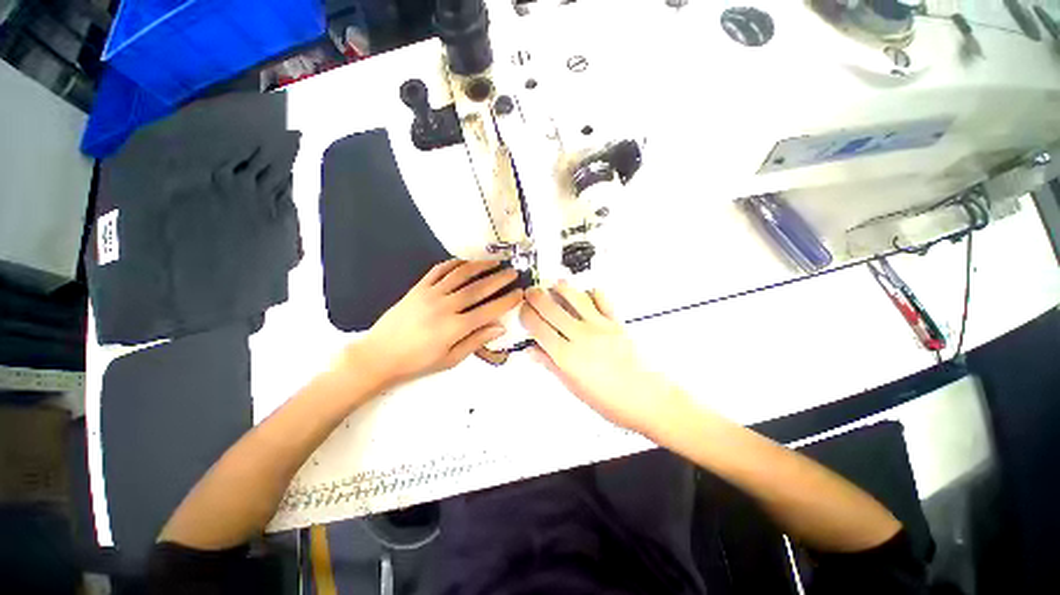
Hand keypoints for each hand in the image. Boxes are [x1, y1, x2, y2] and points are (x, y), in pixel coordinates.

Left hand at [352, 260, 523, 391]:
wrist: (378, 355)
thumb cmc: (417, 362)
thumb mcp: (450, 359)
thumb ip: (476, 341)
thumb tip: (499, 328)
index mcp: (455, 327)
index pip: (488, 310)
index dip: (506, 301)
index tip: (519, 293)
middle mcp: (445, 306)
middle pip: (478, 289)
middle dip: (499, 279)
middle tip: (512, 272)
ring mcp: (430, 294)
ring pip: (460, 275)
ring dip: (479, 266)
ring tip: (494, 261)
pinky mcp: (418, 288)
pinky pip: (438, 270)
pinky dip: (453, 263)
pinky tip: (464, 261)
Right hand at [519, 282, 678, 433]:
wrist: (650, 400)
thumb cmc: (611, 402)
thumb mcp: (575, 388)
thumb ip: (552, 366)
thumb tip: (532, 351)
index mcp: (567, 357)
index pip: (539, 329)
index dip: (527, 316)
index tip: (522, 309)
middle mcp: (581, 336)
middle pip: (552, 309)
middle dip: (537, 297)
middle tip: (530, 291)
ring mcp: (600, 326)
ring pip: (575, 298)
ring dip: (562, 288)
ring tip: (554, 284)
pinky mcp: (617, 322)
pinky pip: (602, 300)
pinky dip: (592, 292)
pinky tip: (587, 292)